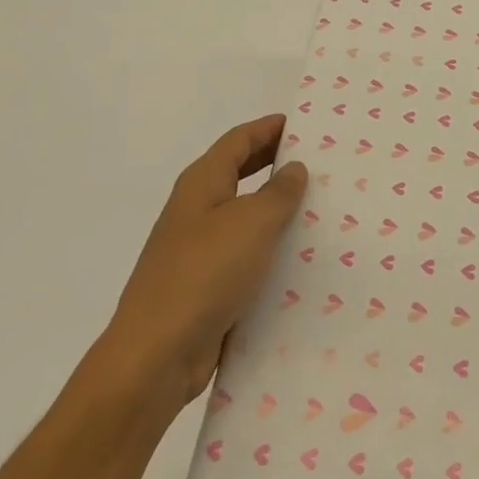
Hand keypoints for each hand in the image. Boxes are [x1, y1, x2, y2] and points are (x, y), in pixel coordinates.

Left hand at [108, 115, 305, 402]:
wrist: (157, 354)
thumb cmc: (205, 274)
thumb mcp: (252, 223)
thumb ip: (278, 192)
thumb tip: (293, 169)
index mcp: (202, 184)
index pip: (239, 140)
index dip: (269, 128)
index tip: (305, 124)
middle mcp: (197, 210)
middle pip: (240, 173)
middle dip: (275, 163)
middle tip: (320, 162)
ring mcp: (199, 249)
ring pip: (244, 216)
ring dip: (277, 209)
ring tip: (321, 207)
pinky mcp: (207, 285)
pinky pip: (245, 254)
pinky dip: (270, 249)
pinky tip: (300, 259)